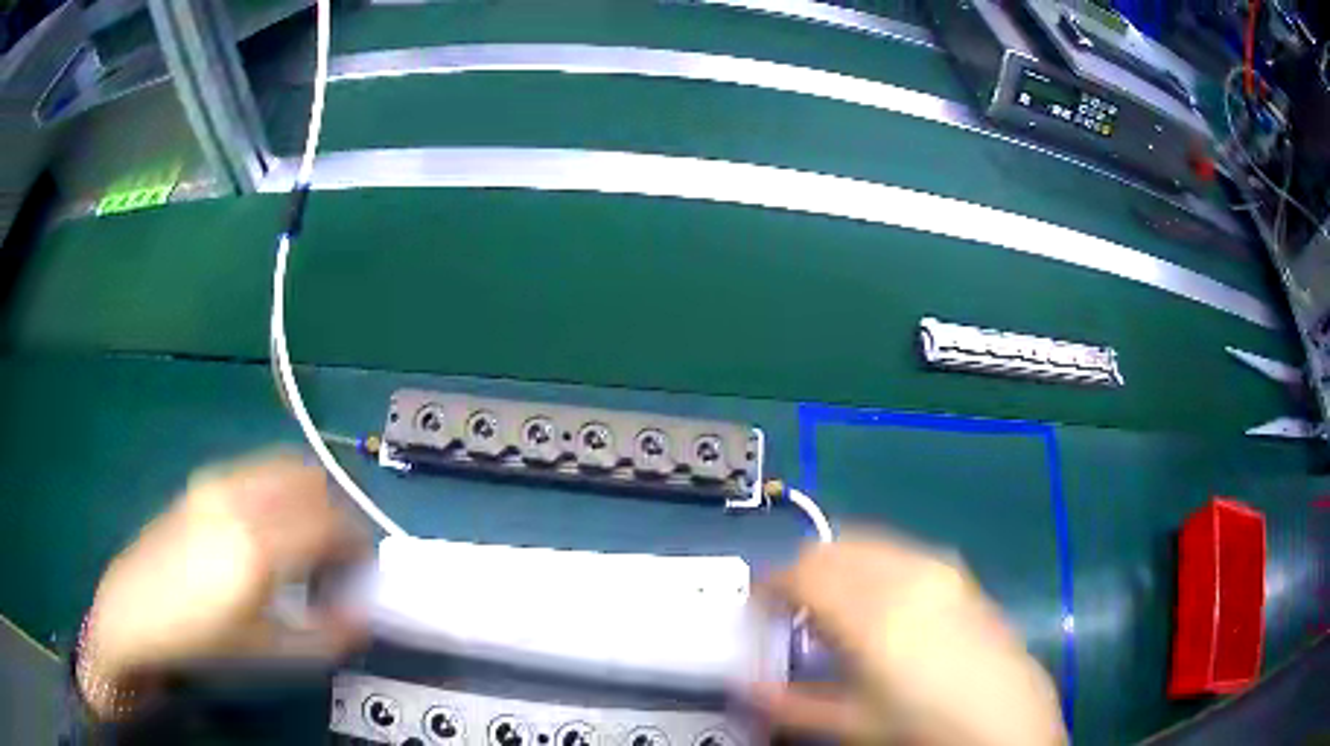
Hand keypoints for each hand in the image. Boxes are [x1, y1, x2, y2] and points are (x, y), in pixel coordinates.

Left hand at [79, 453, 369, 718]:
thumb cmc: (201, 638)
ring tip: (307, 534)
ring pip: (284, 465)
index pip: (330, 523)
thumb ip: (323, 636)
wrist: (136, 610)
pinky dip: (281, 485)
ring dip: (309, 493)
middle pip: (311, 482)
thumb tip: (363, 617)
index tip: (364, 565)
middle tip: (338, 552)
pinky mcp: (203, 480)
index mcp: (258, 546)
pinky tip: (270, 522)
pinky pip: (258, 468)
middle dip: (337, 512)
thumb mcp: (266, 651)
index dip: (358, 541)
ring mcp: (218, 482)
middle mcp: (240, 499)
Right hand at [753, 532, 1065, 745]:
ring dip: (837, 565)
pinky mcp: (956, 571)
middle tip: (791, 612)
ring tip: (834, 609)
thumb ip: (789, 703)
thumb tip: (745, 688)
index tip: (756, 609)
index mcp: (871, 612)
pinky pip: (898, 550)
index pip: (801, 573)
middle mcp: (903, 573)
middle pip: (831, 548)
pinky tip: (879, 605)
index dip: (769, 587)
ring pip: (865, 542)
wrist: (1005, 717)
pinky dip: (871, 565)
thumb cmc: (923, 725)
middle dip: (801, 573)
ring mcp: (936, 566)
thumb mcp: (851, 723)